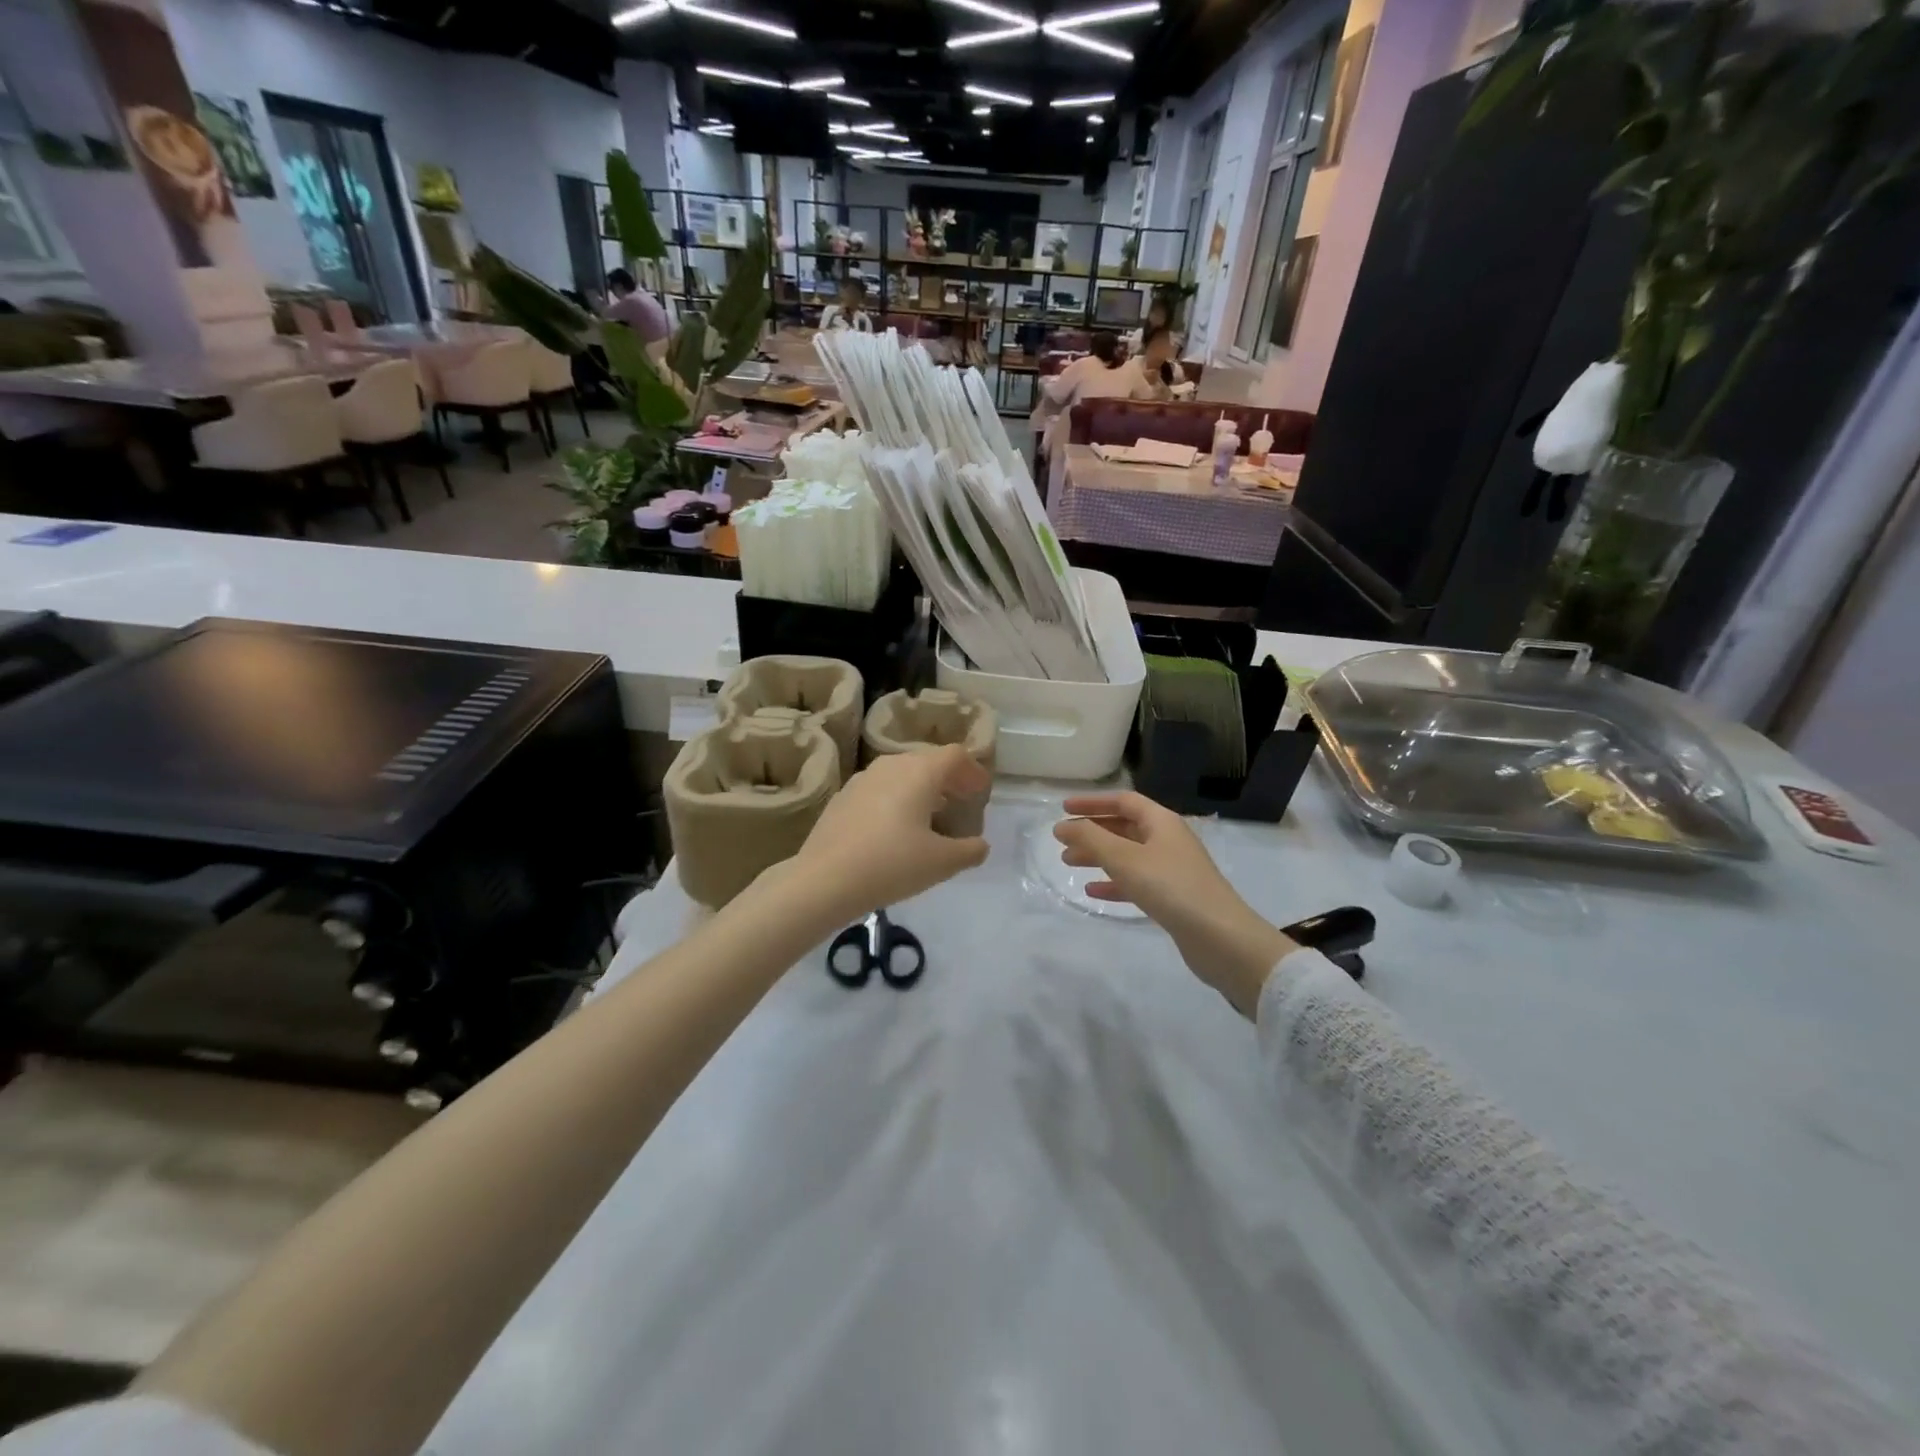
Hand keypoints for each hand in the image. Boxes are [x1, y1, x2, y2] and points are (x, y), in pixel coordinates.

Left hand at [789, 746, 990, 920]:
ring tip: (930, 816)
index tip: (981, 792)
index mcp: (919, 772)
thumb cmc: (891, 864)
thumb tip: (979, 845)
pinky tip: (894, 830)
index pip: (955, 755)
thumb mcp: (941, 863)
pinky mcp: (842, 798)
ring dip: (921, 789)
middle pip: (928, 761)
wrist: (824, 880)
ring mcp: (862, 779)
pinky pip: (879, 790)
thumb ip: (969, 851)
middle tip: (960, 802)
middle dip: (948, 779)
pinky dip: (896, 800)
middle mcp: (891, 766)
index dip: (973, 771)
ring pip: (901, 774)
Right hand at [1053, 793, 1295, 1017]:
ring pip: (1128, 855)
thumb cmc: (1170, 888)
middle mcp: (1168, 840)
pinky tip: (1093, 892)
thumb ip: (1090, 839)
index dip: (1093, 802)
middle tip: (1062, 841)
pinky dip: (1114, 883)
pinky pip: (1137, 881)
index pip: (1123, 801)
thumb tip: (1063, 824)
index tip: (1064, 808)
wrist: (1220, 937)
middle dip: (1093, 831)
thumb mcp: (1124, 859)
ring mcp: (1173, 869)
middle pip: (1125, 827)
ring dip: (1099, 856)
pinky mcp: (1173, 897)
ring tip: (1069, 863)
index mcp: (1162, 822)